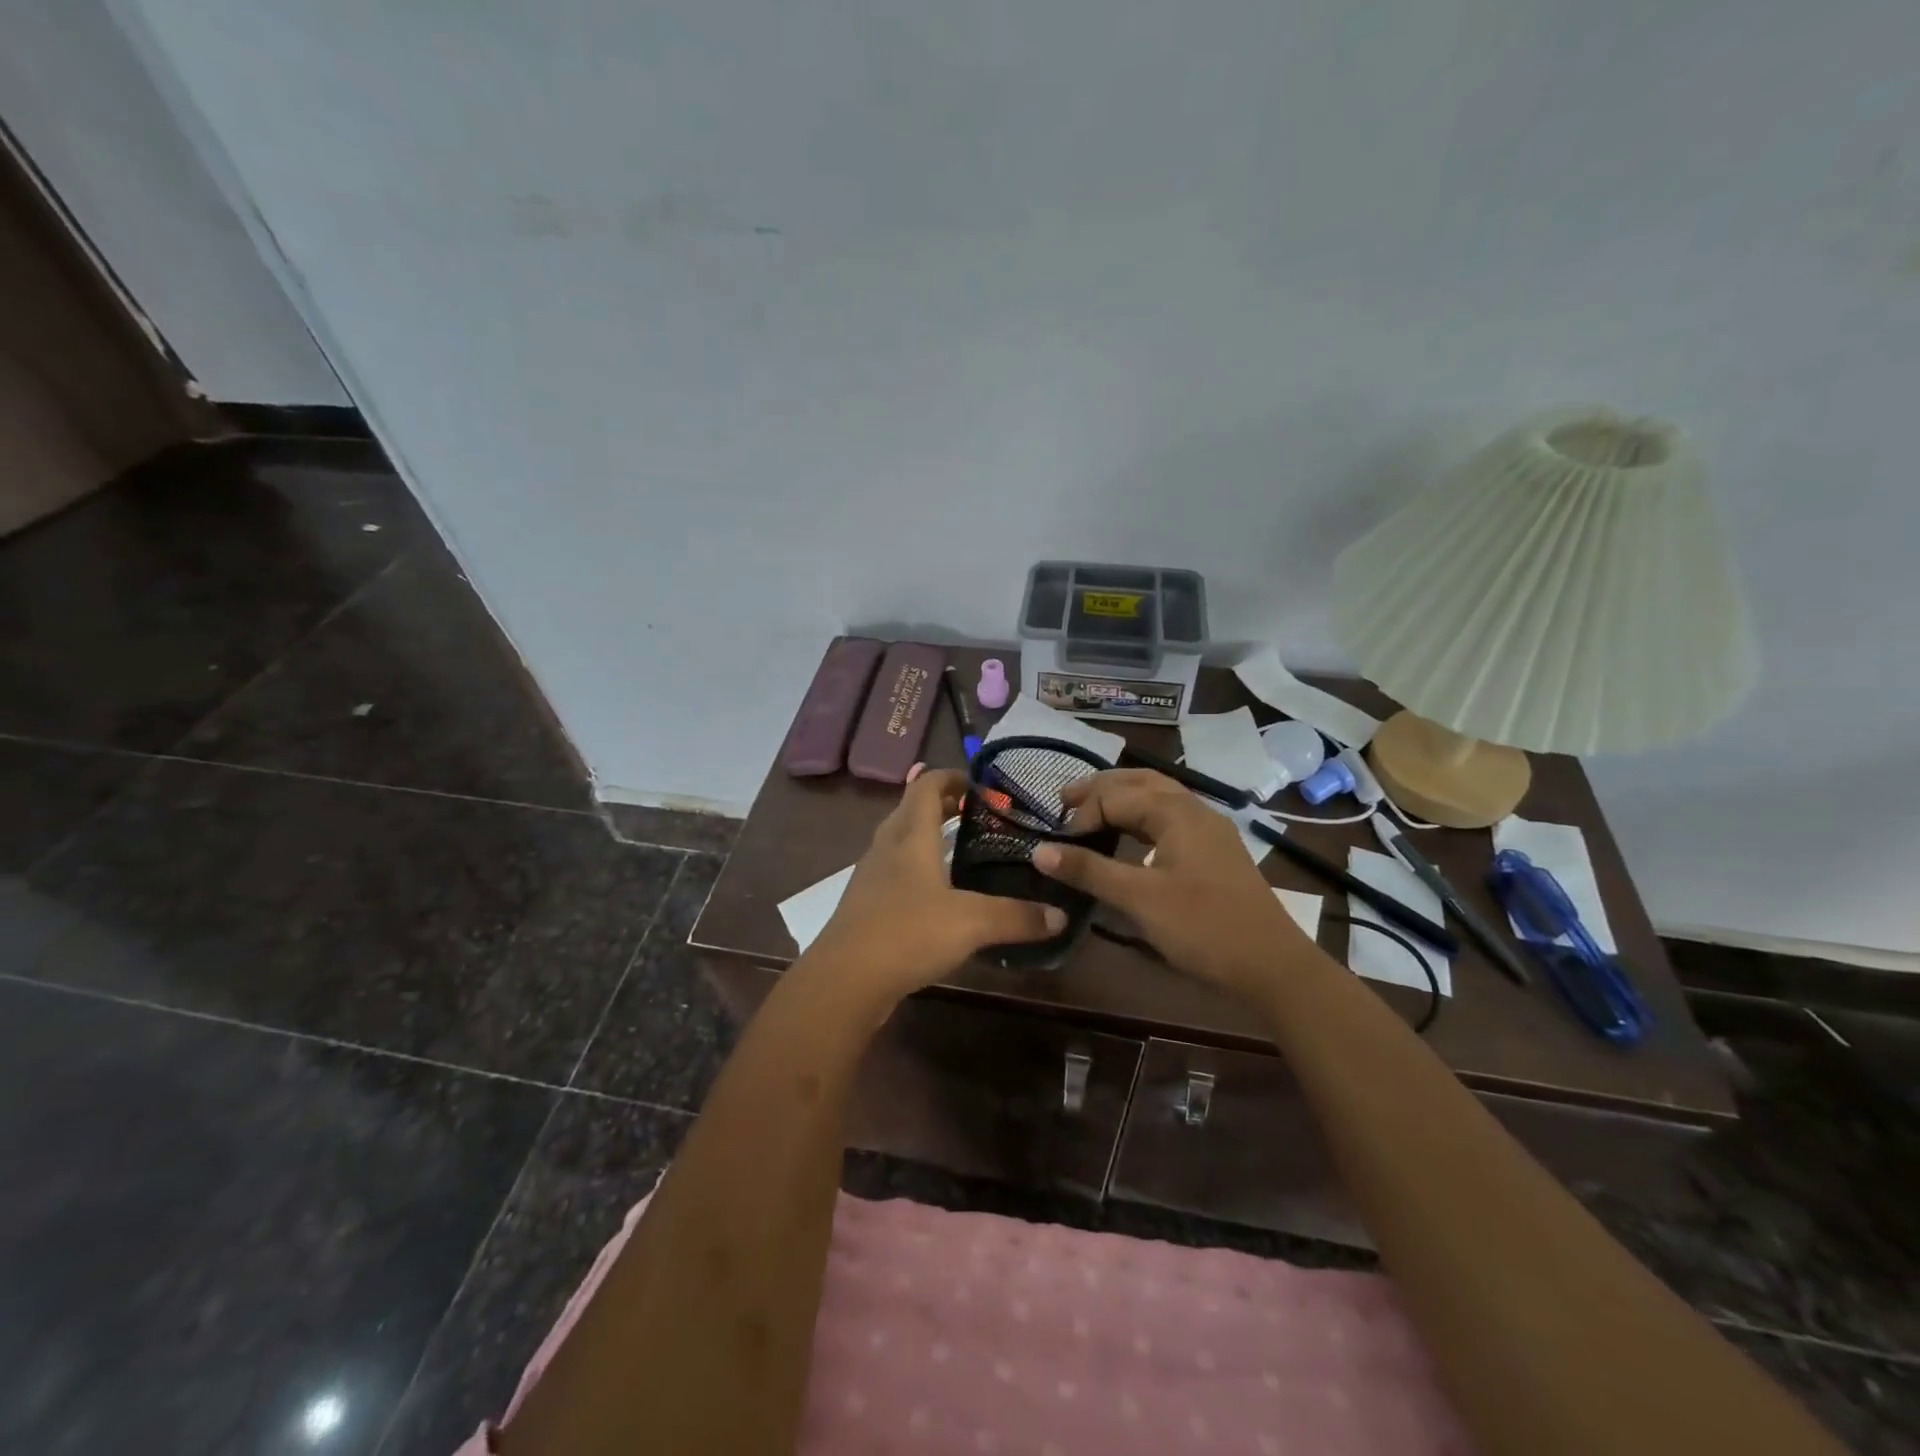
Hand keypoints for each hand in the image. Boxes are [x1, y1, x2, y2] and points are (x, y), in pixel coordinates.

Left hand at [809, 769, 1065, 999]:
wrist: (844, 980)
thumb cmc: (908, 933)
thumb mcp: (972, 923)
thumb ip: (1017, 917)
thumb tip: (1060, 915)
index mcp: (911, 836)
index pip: (926, 786)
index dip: (950, 777)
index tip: (979, 784)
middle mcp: (887, 847)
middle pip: (910, 810)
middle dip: (941, 805)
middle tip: (976, 815)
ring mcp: (871, 877)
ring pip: (899, 842)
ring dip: (926, 837)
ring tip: (959, 850)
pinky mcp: (864, 905)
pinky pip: (892, 872)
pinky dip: (914, 869)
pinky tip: (934, 895)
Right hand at [1033, 769, 1310, 997]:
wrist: (1272, 966)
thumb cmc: (1203, 927)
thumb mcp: (1139, 899)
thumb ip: (1089, 870)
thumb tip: (1039, 850)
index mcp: (1176, 811)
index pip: (1115, 797)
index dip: (1082, 816)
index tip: (1057, 844)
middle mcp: (1194, 809)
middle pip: (1139, 782)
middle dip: (1101, 788)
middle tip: (1064, 799)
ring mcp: (1210, 830)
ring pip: (1159, 797)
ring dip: (1123, 798)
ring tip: (1092, 809)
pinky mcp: (1215, 851)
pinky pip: (1172, 817)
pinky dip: (1143, 816)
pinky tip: (1133, 835)